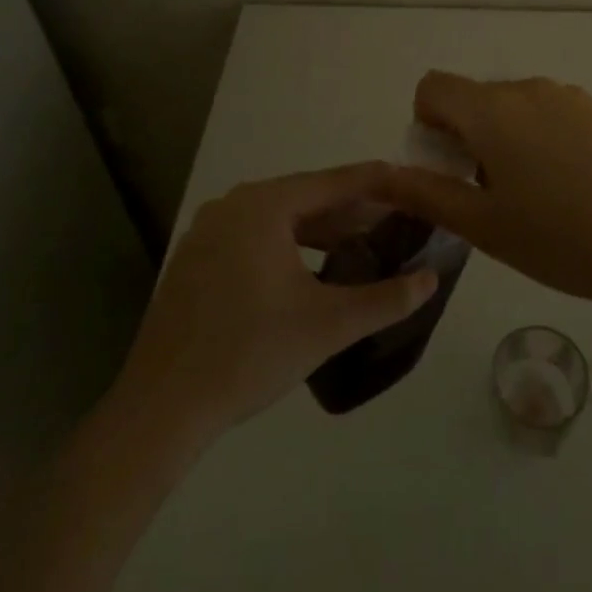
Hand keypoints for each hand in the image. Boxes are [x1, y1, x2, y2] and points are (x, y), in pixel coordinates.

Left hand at [111, 163, 436, 443]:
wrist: (161, 410)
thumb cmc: (249, 354)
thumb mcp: (329, 324)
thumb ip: (386, 298)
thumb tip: (431, 279)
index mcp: (264, 205)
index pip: (335, 182)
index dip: (378, 183)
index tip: (412, 182)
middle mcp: (233, 205)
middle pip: (306, 197)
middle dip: (352, 210)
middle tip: (394, 220)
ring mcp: (208, 231)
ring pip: (279, 218)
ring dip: (321, 229)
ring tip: (359, 245)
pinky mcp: (194, 260)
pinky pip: (254, 237)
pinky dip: (288, 245)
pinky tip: (309, 270)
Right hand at [382, 72, 591, 316]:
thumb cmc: (560, 238)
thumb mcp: (483, 225)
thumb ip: (426, 194)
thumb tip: (380, 176)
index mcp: (492, 109)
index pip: (433, 86)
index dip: (427, 123)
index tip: (448, 168)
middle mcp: (528, 88)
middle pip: (475, 97)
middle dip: (466, 137)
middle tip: (489, 195)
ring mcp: (569, 96)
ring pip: (514, 107)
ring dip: (505, 139)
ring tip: (535, 197)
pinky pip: (551, 113)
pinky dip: (541, 139)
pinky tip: (571, 187)